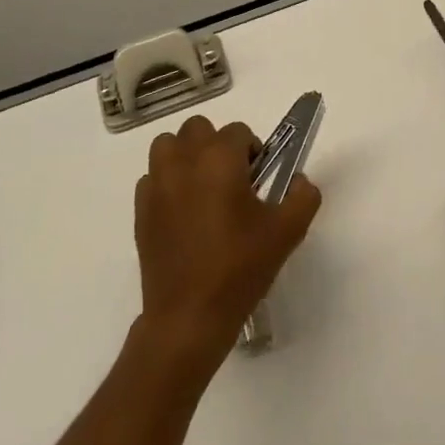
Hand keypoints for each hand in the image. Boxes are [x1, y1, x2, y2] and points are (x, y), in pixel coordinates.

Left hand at [134, 116, 320, 365]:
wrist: (189, 316)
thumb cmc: (240, 267)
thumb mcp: (288, 231)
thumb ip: (304, 196)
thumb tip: (299, 180)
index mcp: (220, 159)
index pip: (238, 131)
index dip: (253, 150)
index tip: (259, 179)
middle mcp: (184, 162)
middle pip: (198, 128)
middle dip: (216, 145)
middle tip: (232, 179)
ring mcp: (157, 185)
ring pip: (168, 145)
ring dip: (186, 155)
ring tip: (203, 187)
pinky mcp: (141, 210)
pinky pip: (152, 178)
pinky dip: (167, 182)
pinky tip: (183, 212)